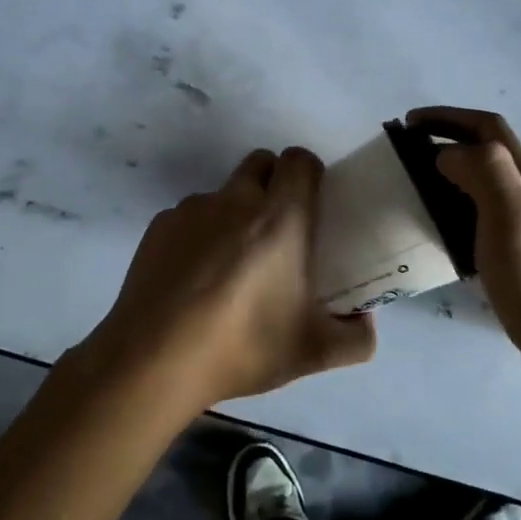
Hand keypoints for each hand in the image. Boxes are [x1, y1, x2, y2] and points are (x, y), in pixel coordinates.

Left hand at [79, 147, 375, 414]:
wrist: (154, 359)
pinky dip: (199, 235)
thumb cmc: (242, 346)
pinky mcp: (159, 226)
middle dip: (273, 183)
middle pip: (260, 163)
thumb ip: (355, 338)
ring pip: (223, 193)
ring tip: (231, 265)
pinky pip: (189, 216)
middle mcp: (235, 200)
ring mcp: (192, 209)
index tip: (313, 204)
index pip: (299, 160)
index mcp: (280, 217)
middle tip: (278, 230)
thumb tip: (365, 324)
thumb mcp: (313, 352)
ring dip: (234, 212)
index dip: (310, 173)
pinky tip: (193, 279)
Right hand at [406, 107, 520, 377]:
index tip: (408, 123)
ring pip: (485, 186)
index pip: (488, 128)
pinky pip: (484, 220)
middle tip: (405, 156)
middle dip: (447, 142)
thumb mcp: (512, 216)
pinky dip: (457, 213)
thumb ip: (483, 172)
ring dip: (450, 177)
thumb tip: (448, 152)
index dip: (448, 117)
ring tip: (415, 192)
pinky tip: (442, 236)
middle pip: (488, 152)